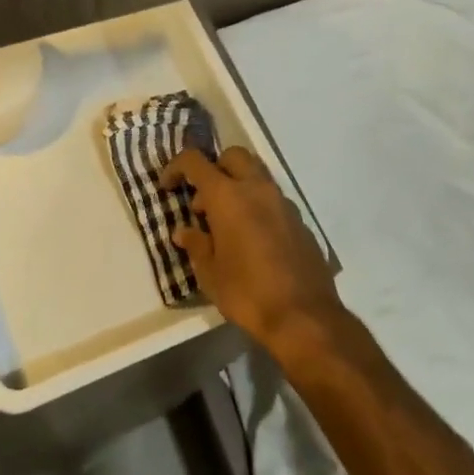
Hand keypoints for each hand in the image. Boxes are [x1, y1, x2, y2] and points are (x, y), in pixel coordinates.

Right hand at [163, 146, 342, 357]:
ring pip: (257, 175)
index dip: (176, 168)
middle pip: (233, 156)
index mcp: (227, 196)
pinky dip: (258, 206)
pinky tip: (253, 240)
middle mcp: (257, 190)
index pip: (195, 162)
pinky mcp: (300, 222)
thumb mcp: (210, 274)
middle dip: (215, 168)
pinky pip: (273, 200)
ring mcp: (283, 203)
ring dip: (238, 186)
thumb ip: (196, 245)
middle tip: (204, 200)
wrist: (305, 318)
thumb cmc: (247, 293)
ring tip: (226, 223)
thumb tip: (184, 231)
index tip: (168, 186)